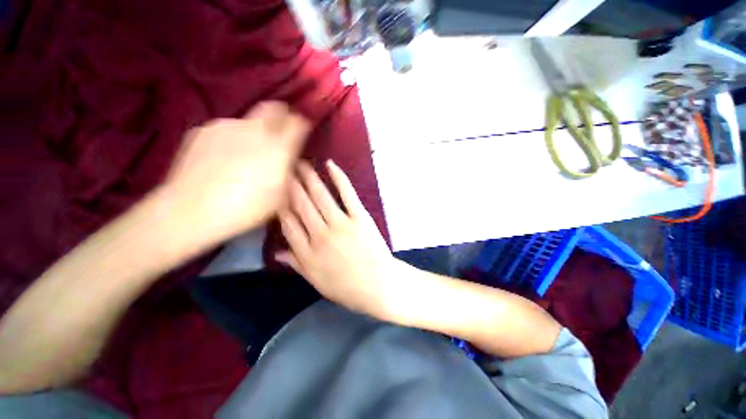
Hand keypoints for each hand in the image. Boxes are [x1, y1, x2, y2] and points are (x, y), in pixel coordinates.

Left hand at [163, 102, 309, 243]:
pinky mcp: (203, 131)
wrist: (191, 209)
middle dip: (281, 114)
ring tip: (248, 151)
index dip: (302, 123)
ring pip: (248, 120)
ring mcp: (226, 127)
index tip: (303, 128)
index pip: (297, 123)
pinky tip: (224, 157)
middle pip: (273, 109)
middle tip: (282, 129)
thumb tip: (291, 158)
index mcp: (278, 147)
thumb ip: (289, 171)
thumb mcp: (281, 195)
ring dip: (254, 131)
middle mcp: (254, 130)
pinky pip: (226, 129)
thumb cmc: (247, 207)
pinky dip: (232, 138)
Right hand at [277, 160, 398, 320]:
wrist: (379, 286)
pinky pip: (347, 194)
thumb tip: (277, 253)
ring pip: (320, 196)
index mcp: (307, 253)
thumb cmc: (348, 287)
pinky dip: (339, 178)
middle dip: (291, 186)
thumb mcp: (317, 282)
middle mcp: (320, 235)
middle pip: (301, 205)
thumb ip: (297, 265)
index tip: (276, 193)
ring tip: (301, 164)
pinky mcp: (360, 217)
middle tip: (284, 169)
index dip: (281, 206)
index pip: (288, 224)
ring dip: (309, 178)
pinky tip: (330, 165)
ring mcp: (341, 224)